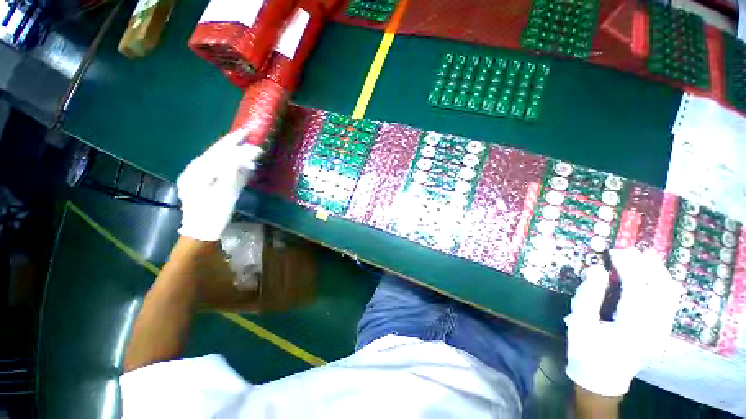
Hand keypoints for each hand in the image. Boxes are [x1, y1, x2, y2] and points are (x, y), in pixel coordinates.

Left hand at [176, 129, 262, 240]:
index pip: (218, 153)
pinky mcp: (204, 183)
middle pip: (215, 152)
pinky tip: (241, 163)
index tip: (247, 134)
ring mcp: (198, 176)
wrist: (201, 231)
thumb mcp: (224, 194)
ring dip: (233, 153)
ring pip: (217, 159)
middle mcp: (194, 170)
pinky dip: (230, 163)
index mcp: (197, 172)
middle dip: (232, 144)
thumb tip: (240, 157)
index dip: (234, 144)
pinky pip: (218, 168)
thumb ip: (231, 174)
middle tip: (246, 134)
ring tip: (249, 152)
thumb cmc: (213, 215)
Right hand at [565, 247, 682, 396]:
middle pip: (661, 290)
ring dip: (659, 272)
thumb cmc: (586, 351)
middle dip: (647, 265)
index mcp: (631, 330)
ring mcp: (663, 332)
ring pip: (671, 295)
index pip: (637, 290)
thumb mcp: (579, 323)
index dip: (628, 267)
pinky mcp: (663, 332)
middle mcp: (655, 330)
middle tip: (630, 249)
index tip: (615, 251)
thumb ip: (587, 295)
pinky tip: (653, 275)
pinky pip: (670, 302)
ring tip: (645, 256)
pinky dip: (663, 284)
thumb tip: (594, 269)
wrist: (603, 380)